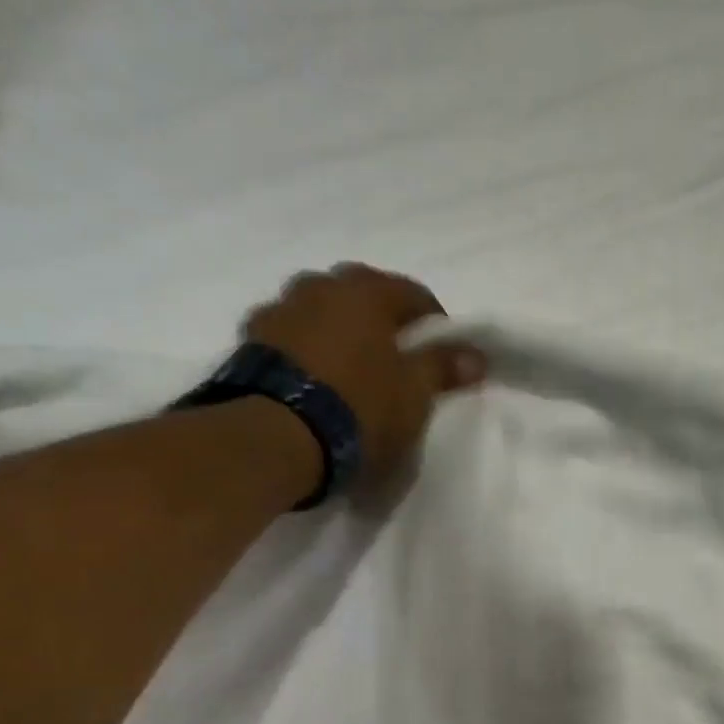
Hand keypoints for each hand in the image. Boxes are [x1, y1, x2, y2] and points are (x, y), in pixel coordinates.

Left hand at [244, 262, 486, 485]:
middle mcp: (320, 286)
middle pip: (363, 297)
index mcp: (366, 291)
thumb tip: (476, 355)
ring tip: (352, 373)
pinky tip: (315, 381)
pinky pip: (291, 337)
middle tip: (396, 362)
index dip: (435, 326)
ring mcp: (279, 309)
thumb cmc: (360, 408)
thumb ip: (444, 368)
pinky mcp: (248, 340)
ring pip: (322, 313)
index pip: (414, 294)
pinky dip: (307, 351)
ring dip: (339, 333)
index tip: (442, 357)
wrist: (276, 437)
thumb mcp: (415, 394)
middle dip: (383, 323)